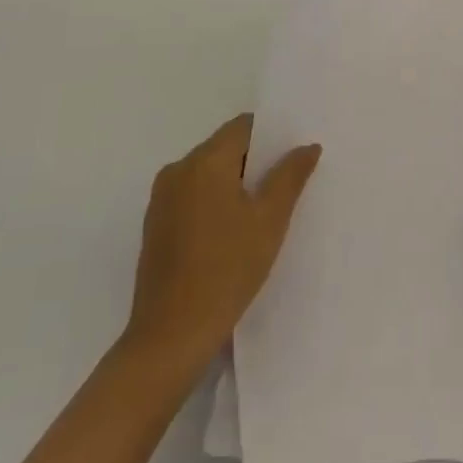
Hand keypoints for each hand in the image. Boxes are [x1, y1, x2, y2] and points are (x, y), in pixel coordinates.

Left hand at [122, 115, 320, 377]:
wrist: (171, 336)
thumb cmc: (227, 270)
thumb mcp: (270, 220)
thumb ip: (290, 176)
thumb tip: (307, 146)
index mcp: (203, 161)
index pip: (243, 127)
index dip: (272, 135)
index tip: (295, 154)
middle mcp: (177, 170)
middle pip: (224, 148)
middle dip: (256, 161)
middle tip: (288, 183)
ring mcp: (161, 199)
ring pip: (208, 173)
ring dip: (236, 183)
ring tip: (265, 209)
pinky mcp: (156, 225)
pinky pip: (193, 196)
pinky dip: (215, 202)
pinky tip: (235, 231)